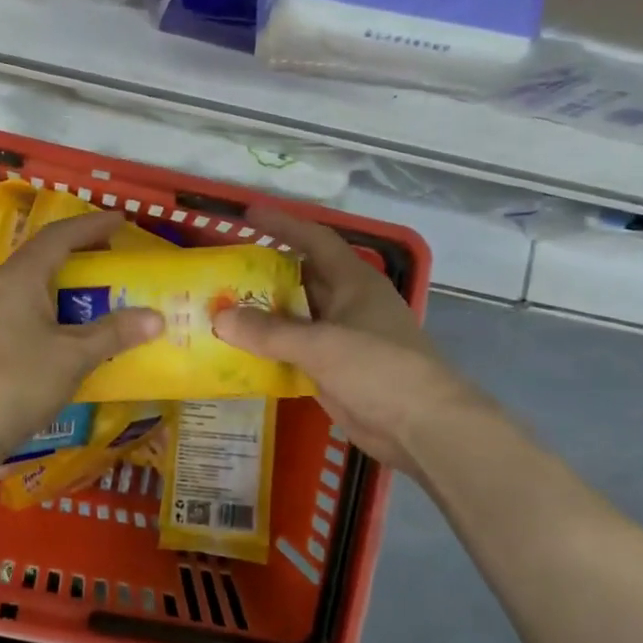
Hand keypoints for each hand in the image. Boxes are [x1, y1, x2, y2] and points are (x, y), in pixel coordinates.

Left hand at [0, 211, 162, 472]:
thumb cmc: (20, 381)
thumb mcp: (74, 355)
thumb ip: (114, 333)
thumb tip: (155, 317)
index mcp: (19, 279)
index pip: (57, 237)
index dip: (91, 226)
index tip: (120, 220)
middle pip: (40, 257)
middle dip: (77, 252)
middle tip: (110, 255)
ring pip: (30, 287)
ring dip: (62, 284)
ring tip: (93, 292)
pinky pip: (22, 311)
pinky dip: (50, 309)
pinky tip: (65, 332)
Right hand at [212, 205, 490, 472]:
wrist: (423, 427)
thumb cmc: (379, 369)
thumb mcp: (322, 344)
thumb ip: (270, 332)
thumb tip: (219, 317)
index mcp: (353, 282)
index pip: (314, 240)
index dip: (282, 225)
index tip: (247, 215)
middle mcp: (347, 303)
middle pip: (301, 278)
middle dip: (264, 273)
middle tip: (222, 271)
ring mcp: (342, 339)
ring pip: (296, 318)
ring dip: (263, 315)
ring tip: (220, 309)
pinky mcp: (335, 371)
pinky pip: (294, 352)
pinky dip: (269, 350)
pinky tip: (238, 353)